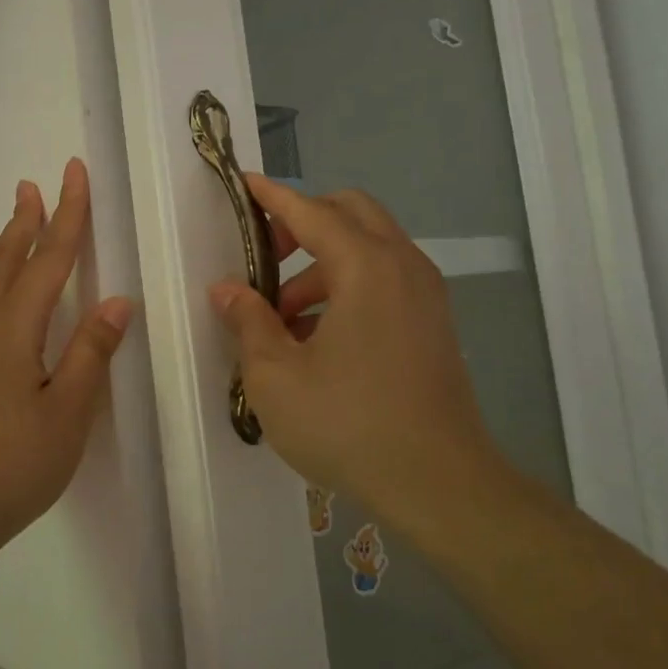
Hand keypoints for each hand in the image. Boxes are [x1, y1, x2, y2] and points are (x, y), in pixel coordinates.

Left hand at [0, 159, 134, 563]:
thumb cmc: (9, 466)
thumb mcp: (66, 415)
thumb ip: (90, 355)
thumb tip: (115, 301)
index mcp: (13, 332)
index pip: (48, 261)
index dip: (67, 217)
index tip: (74, 174)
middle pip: (8, 262)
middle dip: (27, 221)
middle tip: (34, 184)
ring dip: (9, 246)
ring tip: (21, 222)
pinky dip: (1, 279)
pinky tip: (8, 297)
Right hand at [209, 176, 503, 520]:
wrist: (440, 484)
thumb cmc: (348, 425)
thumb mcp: (276, 376)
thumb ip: (249, 322)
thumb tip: (227, 289)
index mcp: (366, 268)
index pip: (312, 211)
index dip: (273, 196)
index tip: (244, 184)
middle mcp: (403, 267)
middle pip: (352, 213)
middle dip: (304, 221)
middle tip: (266, 254)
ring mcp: (426, 295)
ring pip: (370, 248)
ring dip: (323, 263)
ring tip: (282, 316)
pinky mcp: (434, 324)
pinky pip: (386, 280)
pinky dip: (349, 286)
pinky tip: (317, 338)